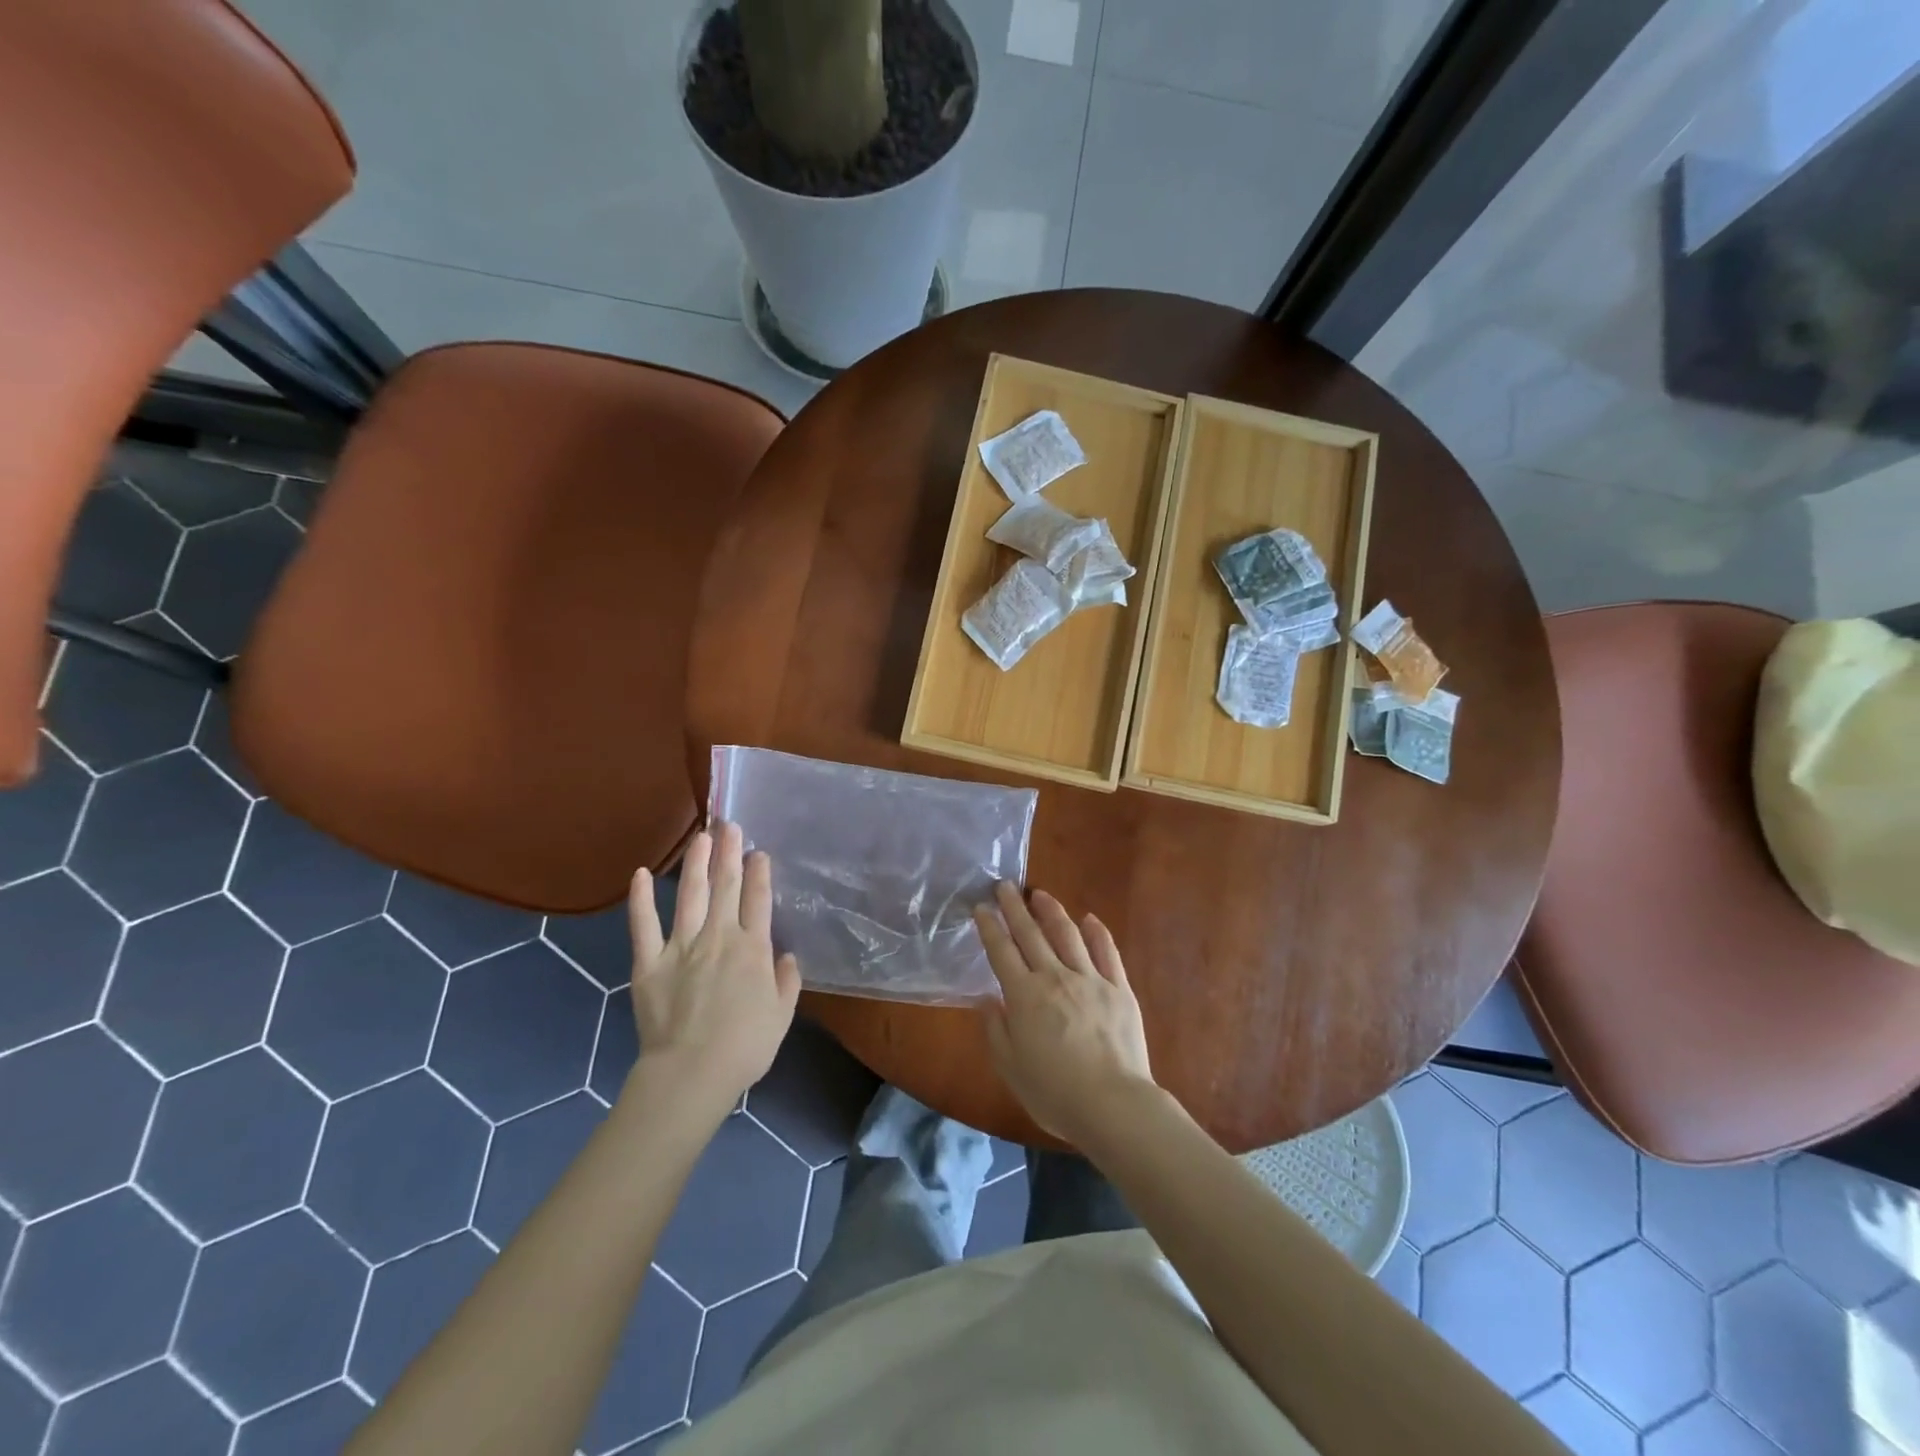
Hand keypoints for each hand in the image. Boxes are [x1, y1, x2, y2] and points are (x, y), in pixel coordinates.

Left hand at [627, 822, 799, 1111]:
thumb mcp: (782, 1015)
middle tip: (730, 824)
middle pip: (726, 887)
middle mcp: (718, 937)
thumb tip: (787, 957)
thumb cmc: (745, 1047)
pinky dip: (640, 899)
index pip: (758, 900)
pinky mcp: (649, 963)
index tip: (759, 852)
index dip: (759, 873)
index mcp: (753, 949)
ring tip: (701, 836)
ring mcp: (681, 947)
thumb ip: (787, 981)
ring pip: (691, 896)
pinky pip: (643, 925)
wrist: (692, 1073)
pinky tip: (640, 874)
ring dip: (696, 863)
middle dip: (729, 853)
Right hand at [974, 882, 1156, 1147]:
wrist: (1113, 1104)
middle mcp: (1055, 977)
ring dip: (1051, 911)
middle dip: (1015, 908)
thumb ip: (996, 1030)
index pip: (1002, 951)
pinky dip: (1096, 932)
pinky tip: (1089, 918)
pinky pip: (1106, 952)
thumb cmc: (1054, 1093)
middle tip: (1005, 886)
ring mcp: (1090, 980)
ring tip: (1040, 894)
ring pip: (1067, 935)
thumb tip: (988, 999)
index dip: (990, 927)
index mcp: (1024, 996)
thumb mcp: (1010, 1067)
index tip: (982, 907)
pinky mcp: (1119, 988)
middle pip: (1031, 934)